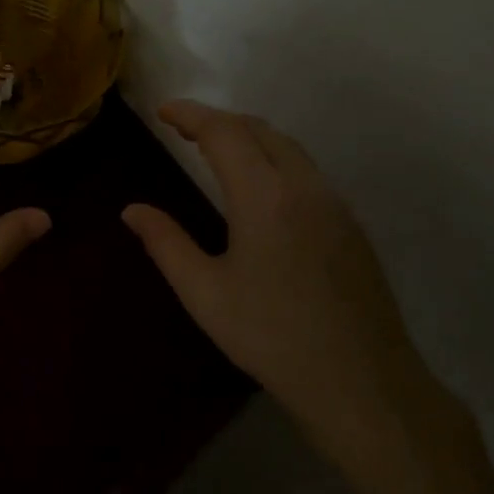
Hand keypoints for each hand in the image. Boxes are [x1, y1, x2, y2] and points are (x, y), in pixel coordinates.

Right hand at [122, 100, 456, 481]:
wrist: (362, 383)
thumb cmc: (271, 338)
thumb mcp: (204, 293)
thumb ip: (165, 243)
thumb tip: (131, 210)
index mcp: (264, 196)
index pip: (224, 132)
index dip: (191, 114)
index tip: (163, 110)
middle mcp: (304, 186)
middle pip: (260, 129)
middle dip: (219, 120)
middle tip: (184, 129)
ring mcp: (335, 204)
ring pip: (289, 147)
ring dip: (250, 136)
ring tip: (218, 149)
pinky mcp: (351, 225)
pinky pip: (307, 171)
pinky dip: (275, 158)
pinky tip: (261, 188)